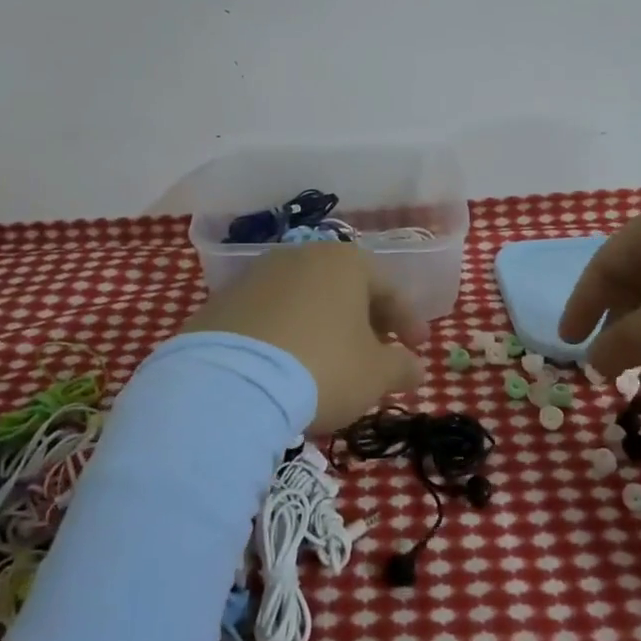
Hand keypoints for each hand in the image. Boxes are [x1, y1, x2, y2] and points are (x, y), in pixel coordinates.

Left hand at [181, 242, 428, 434]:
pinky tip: (286, 366)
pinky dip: (285, 335)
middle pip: (344, 287)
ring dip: (323, 325)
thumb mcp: (375, 374)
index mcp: (344, 262)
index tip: (418, 348)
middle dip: (364, 319)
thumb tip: (414, 367)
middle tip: (377, 352)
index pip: (388, 287)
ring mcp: (256, 276)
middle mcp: (300, 256)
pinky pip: (268, 316)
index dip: (408, 319)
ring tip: (330, 361)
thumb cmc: (322, 367)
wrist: (230, 384)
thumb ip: (401, 366)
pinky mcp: (222, 303)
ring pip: (304, 299)